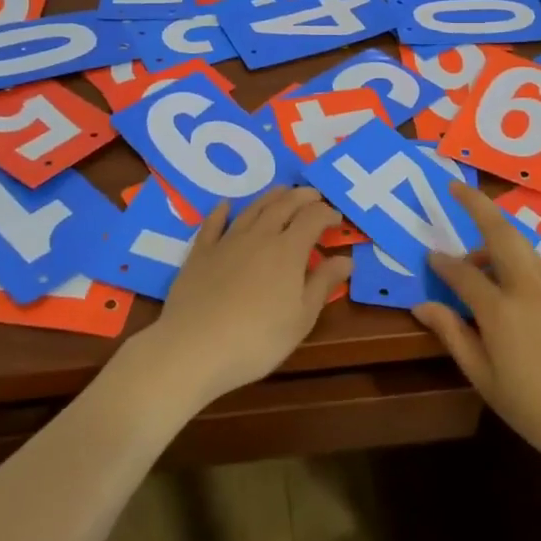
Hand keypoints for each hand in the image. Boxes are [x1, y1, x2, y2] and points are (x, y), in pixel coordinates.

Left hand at [130, 187, 348, 411]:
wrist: (194, 347)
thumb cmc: (257, 339)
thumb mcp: (301, 318)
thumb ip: (323, 284)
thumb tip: (346, 259)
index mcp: (288, 250)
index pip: (313, 219)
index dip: (327, 214)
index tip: (337, 218)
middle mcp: (259, 236)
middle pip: (283, 205)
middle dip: (302, 197)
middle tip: (313, 194)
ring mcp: (227, 241)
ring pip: (252, 209)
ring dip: (270, 197)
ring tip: (282, 192)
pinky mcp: (200, 253)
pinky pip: (213, 224)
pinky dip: (221, 212)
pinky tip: (225, 205)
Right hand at [417, 182, 540, 490]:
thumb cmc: (540, 412)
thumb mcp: (486, 381)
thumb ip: (454, 336)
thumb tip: (423, 306)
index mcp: (501, 311)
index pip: (463, 273)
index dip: (442, 263)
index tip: (428, 257)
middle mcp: (529, 289)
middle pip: (500, 232)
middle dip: (477, 205)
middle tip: (456, 187)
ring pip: (522, 247)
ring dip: (496, 239)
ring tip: (477, 261)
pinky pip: (539, 268)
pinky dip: (517, 262)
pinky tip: (511, 290)